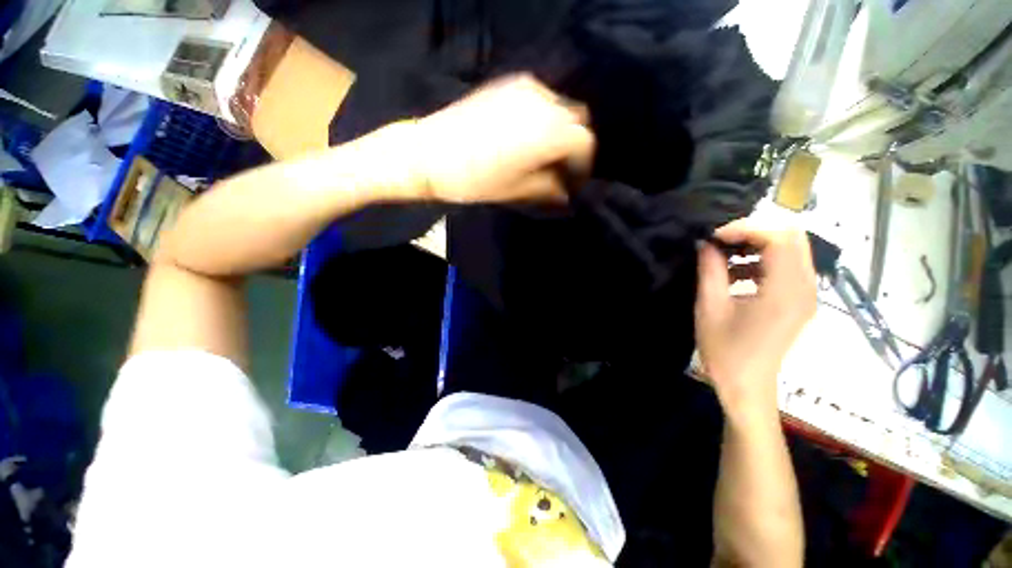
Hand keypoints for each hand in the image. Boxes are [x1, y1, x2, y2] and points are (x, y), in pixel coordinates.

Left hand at [389, 74, 594, 202]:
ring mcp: (525, 88)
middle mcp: (543, 103)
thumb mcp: (518, 191)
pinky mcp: (508, 84)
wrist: (429, 155)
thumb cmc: (475, 180)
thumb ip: (550, 190)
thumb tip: (567, 193)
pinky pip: (540, 98)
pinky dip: (544, 116)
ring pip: (560, 107)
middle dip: (575, 146)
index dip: (584, 166)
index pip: (585, 143)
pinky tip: (530, 135)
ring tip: (546, 154)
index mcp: (548, 132)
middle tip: (563, 168)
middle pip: (578, 120)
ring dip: (561, 130)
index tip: (575, 183)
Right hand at [695, 221, 816, 421]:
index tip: (714, 236)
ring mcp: (806, 295)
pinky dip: (762, 260)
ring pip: (791, 250)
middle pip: (792, 238)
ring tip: (725, 254)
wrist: (746, 385)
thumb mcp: (709, 307)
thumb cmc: (725, 350)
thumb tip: (705, 243)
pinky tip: (736, 272)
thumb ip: (709, 270)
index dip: (745, 229)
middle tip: (720, 241)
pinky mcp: (799, 301)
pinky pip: (787, 267)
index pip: (779, 238)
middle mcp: (805, 288)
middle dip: (753, 233)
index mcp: (785, 291)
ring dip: (758, 245)